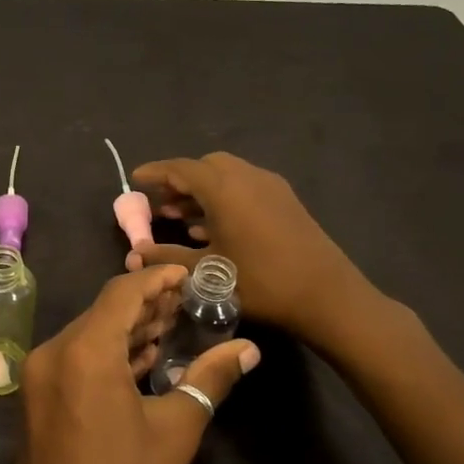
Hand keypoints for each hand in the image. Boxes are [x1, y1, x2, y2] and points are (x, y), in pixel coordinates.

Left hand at [11, 265, 258, 463]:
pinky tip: (140, 360)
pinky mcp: (36, 397)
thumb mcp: (175, 431)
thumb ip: (210, 379)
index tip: (188, 275)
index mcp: (83, 352)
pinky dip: (106, 354)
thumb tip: (248, 349)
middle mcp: (52, 352)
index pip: (121, 294)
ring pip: (87, 335)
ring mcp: (38, 376)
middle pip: (102, 312)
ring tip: (171, 328)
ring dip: (126, 330)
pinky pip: (75, 359)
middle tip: (187, 303)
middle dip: (145, 305)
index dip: (156, 279)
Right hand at [124, 151, 384, 350]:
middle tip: (160, 203)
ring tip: (179, 217)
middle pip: (205, 167)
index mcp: (224, 189)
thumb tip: (135, 252)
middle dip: (180, 181)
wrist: (327, 296)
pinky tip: (211, 228)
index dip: (156, 172)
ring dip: (201, 192)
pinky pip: (244, 188)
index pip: (181, 169)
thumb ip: (167, 259)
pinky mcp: (285, 202)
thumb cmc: (261, 282)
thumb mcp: (206, 273)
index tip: (135, 178)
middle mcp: (247, 178)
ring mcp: (270, 188)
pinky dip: (222, 199)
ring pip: (226, 177)